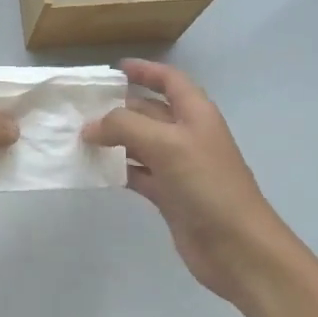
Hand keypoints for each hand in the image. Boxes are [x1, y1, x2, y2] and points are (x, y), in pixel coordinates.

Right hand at [83, 60, 296, 308]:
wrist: (237, 247)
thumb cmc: (207, 185)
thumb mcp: (166, 145)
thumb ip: (125, 127)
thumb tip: (91, 127)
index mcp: (196, 114)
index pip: (170, 81)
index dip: (145, 71)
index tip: (114, 69)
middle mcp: (187, 135)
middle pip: (150, 112)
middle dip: (119, 108)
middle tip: (81, 108)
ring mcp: (179, 166)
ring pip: (140, 143)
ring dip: (114, 139)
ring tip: (79, 137)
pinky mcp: (170, 195)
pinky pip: (138, 173)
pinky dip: (118, 169)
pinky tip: (95, 169)